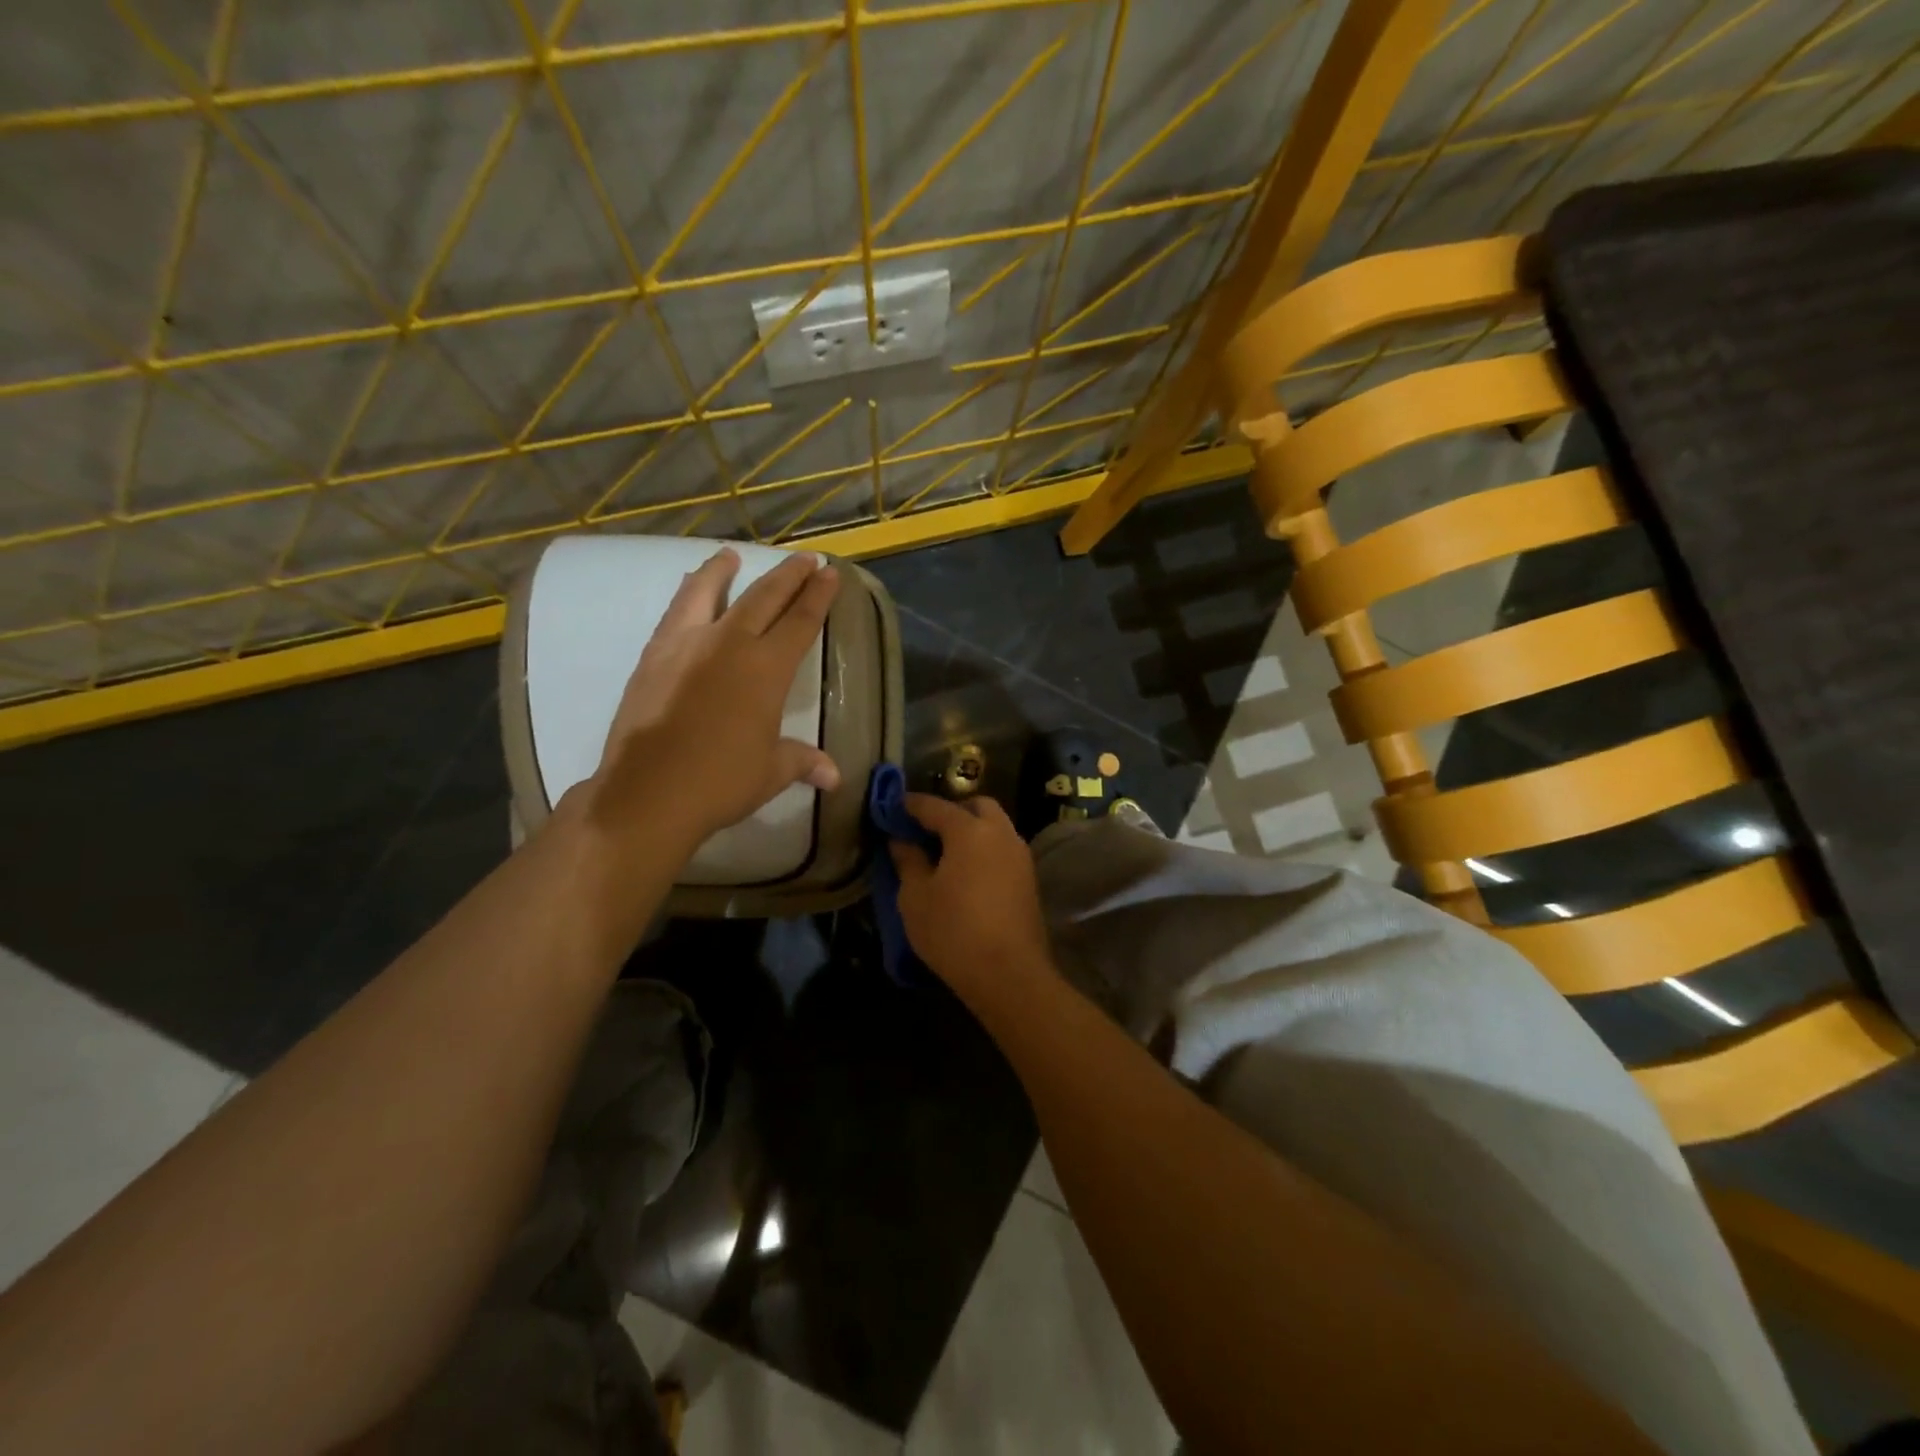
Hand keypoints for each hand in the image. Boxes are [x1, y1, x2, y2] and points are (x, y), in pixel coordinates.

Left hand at [585, 547, 841, 852]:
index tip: (829, 572)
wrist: (648, 792)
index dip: (818, 596)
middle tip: (804, 558)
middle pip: (764, 597)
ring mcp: (686, 645)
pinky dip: (686, 594)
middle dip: (788, 575)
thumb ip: (803, 761)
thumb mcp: (771, 772)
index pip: (800, 621)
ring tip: (729, 555)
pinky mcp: (653, 656)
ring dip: (723, 571)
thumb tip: (834, 776)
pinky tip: (687, 592)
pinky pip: (675, 613)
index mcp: (766, 669)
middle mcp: (728, 644)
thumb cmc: (720, 782)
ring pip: (707, 592)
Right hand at [889, 793, 1054, 1007]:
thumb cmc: (953, 931)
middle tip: (926, 831)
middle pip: (976, 806)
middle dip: (951, 811)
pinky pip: (1003, 850)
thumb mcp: (916, 898)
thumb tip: (901, 841)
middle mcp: (1000, 834)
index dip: (911, 805)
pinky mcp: (1029, 879)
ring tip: (945, 854)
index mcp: (970, 831)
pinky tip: (967, 873)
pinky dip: (985, 850)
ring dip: (972, 830)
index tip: (893, 808)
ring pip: (995, 827)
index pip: (935, 806)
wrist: (1009, 974)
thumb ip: (908, 862)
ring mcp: (1020, 856)